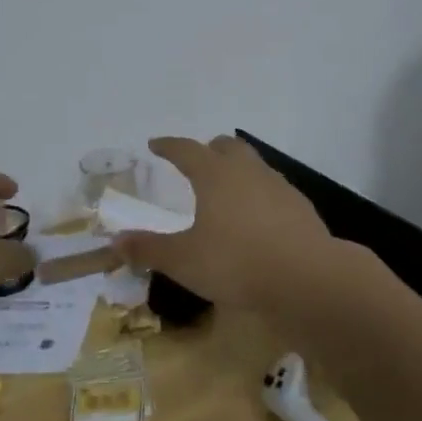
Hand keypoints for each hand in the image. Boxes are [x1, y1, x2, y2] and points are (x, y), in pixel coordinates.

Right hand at [114, 136, 354, 316]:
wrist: (305, 276)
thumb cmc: (236, 262)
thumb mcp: (184, 260)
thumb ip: (149, 249)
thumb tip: (116, 241)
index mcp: (215, 175)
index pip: (187, 150)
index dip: (169, 146)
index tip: (156, 144)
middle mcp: (248, 171)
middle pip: (227, 147)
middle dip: (209, 150)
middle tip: (196, 161)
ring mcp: (278, 186)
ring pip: (253, 165)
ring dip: (236, 170)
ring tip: (225, 189)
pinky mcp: (299, 206)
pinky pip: (272, 189)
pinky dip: (258, 194)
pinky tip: (256, 217)